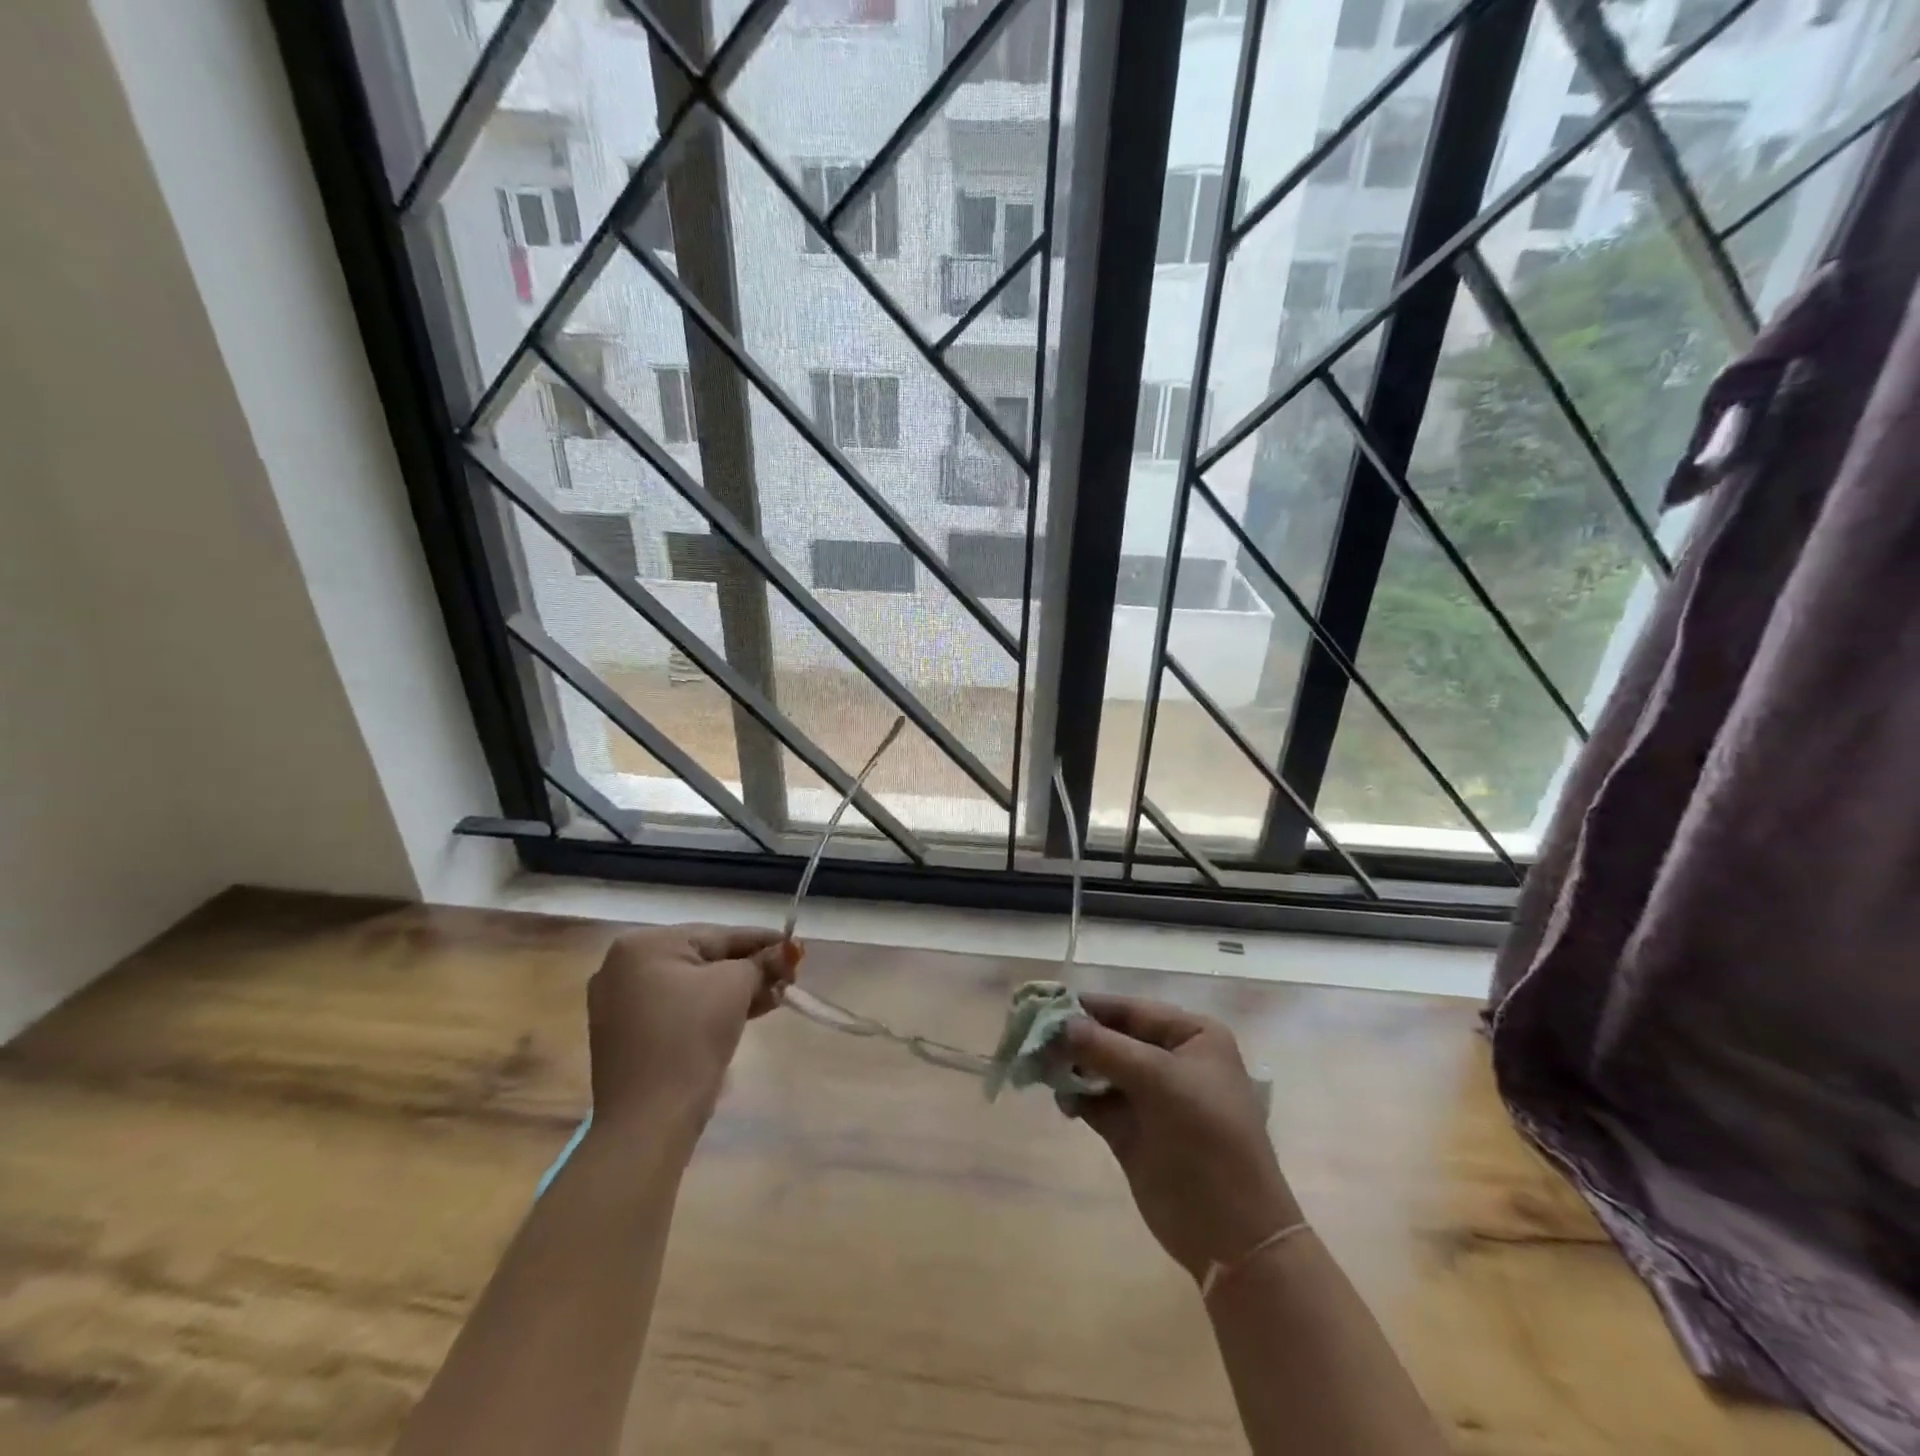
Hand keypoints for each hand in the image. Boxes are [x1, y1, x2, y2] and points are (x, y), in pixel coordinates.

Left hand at [587, 925, 799, 1132]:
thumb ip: (762, 963)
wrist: (648, 1121)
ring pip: (693, 985)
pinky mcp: (627, 1034)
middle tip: (789, 978)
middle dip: (750, 969)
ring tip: (775, 998)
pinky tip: (746, 1014)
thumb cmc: (690, 1038)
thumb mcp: (735, 988)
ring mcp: (621, 1002)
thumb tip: (788, 950)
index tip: (797, 947)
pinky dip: (710, 1009)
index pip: (718, 935)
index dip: (763, 941)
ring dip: (735, 991)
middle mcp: (623, 966)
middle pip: (705, 958)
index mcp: (644, 944)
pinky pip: (678, 1008)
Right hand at [1057, 995, 1299, 1281]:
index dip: (1090, 1007)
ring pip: (1100, 1069)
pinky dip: (1075, 1096)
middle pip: (1112, 1037)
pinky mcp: (1132, 1131)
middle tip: (1033, 1037)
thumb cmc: (1206, 1137)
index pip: (1132, 1010)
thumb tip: (1059, 1023)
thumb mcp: (1159, 1080)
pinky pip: (1096, 1101)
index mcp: (1192, 1036)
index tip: (1045, 1003)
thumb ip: (1105, 1048)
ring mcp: (1151, 1097)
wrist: (1231, 1232)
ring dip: (1071, 1067)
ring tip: (1040, 1068)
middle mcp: (1171, 1060)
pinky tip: (1060, 1099)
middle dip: (1075, 1038)